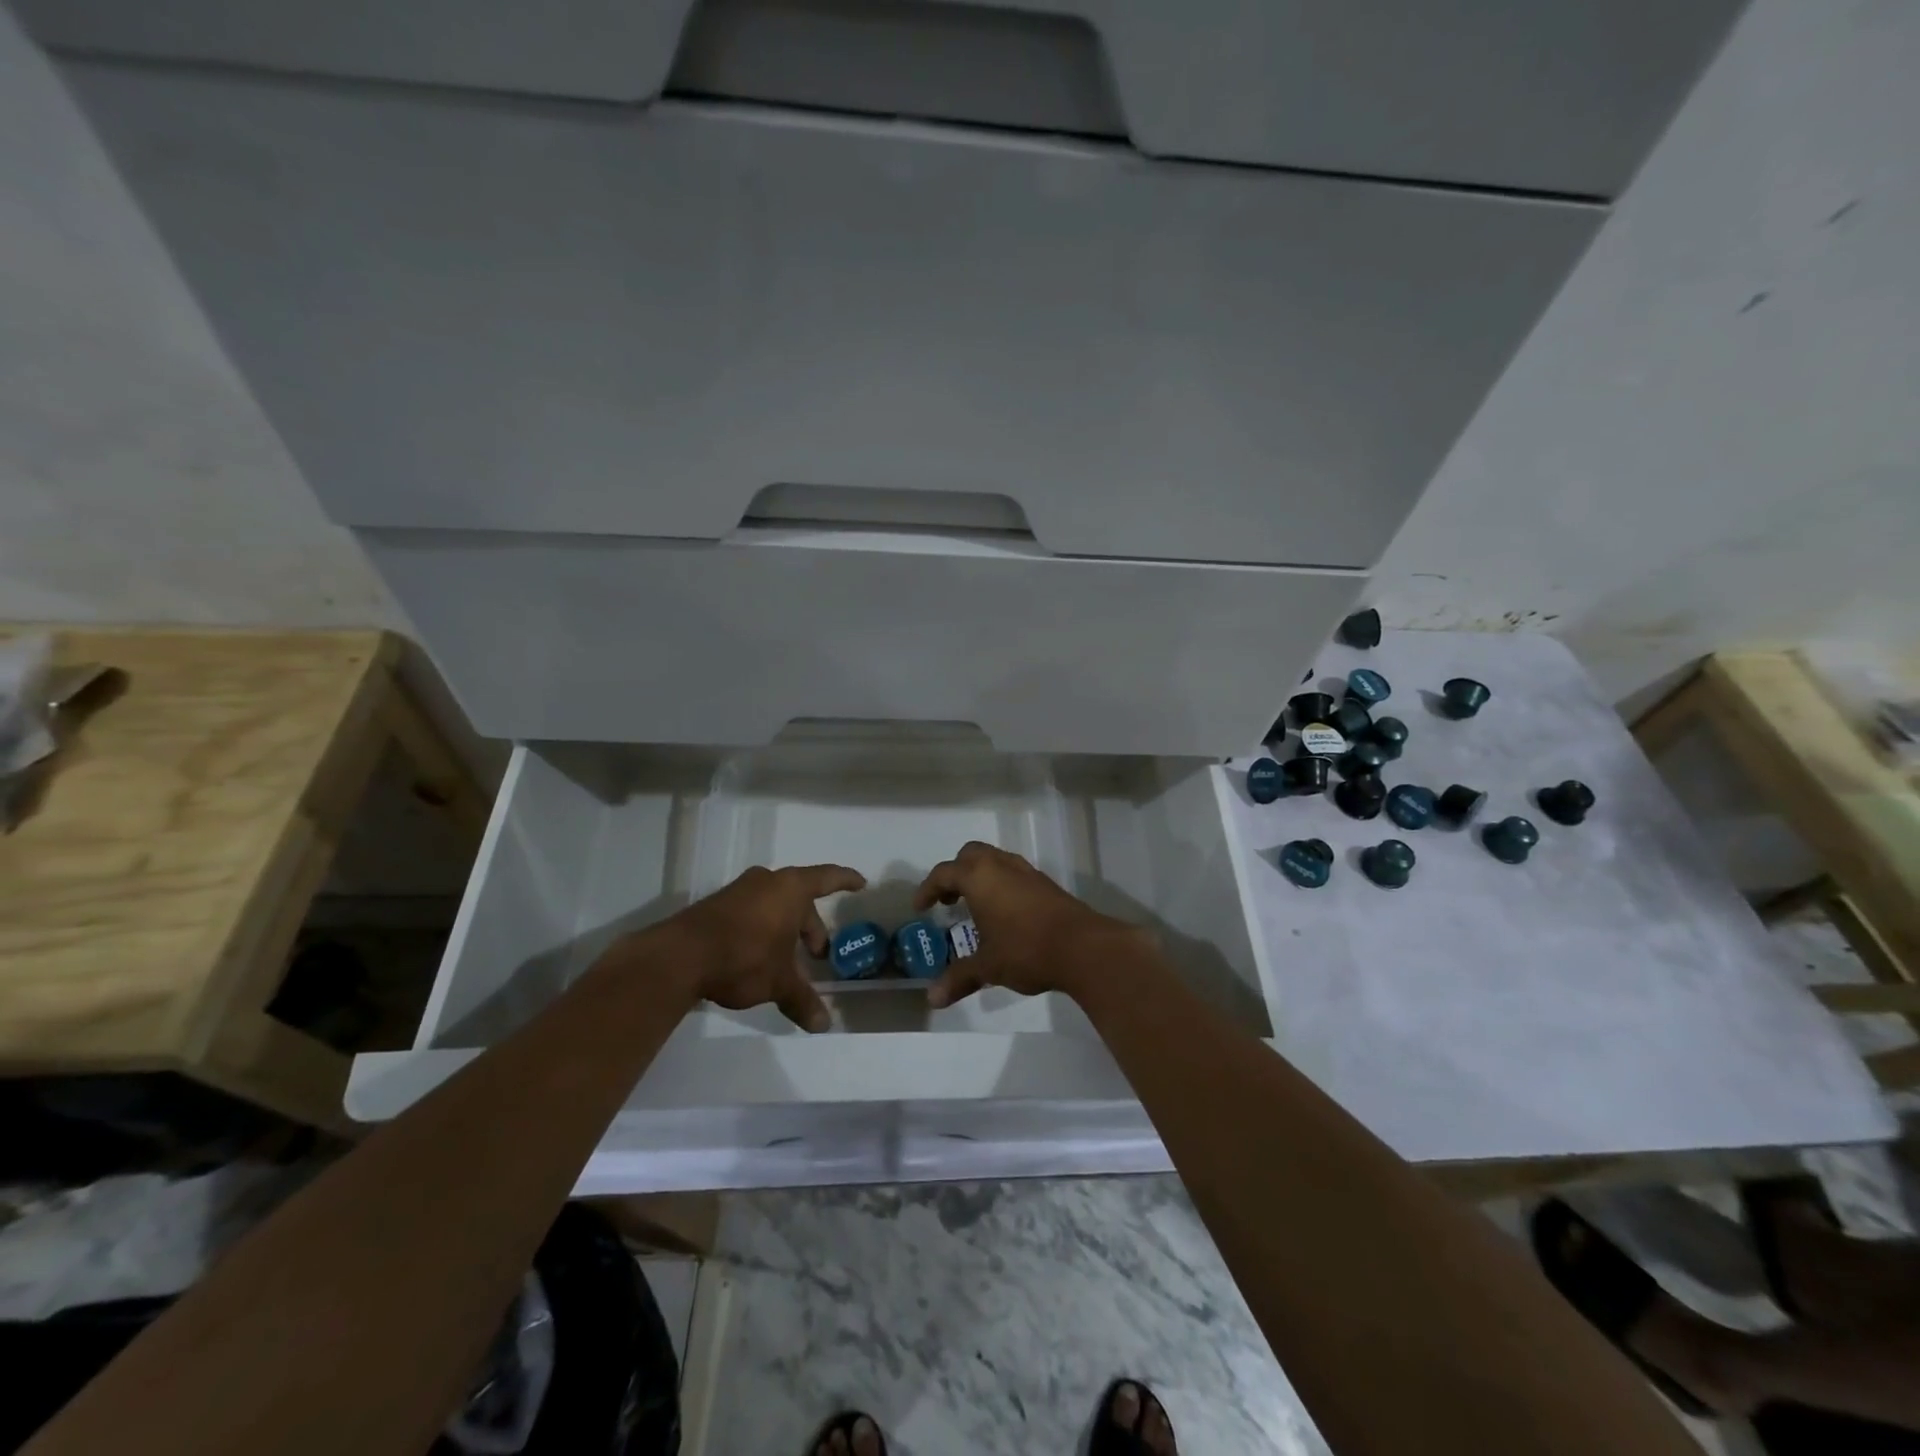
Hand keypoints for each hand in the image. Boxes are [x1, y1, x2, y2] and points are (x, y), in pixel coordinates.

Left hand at [655, 863, 864, 1031]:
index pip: (827, 878)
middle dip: (811, 926)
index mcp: (790, 889)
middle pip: (800, 898)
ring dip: (786, 929)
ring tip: (788, 961)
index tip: (861, 884)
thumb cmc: (744, 958)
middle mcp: (766, 882)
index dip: (846, 880)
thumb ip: (803, 999)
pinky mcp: (716, 906)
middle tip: (817, 954)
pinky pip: (752, 912)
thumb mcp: (779, 982)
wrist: (679, 957)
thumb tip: (823, 1025)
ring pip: (774, 906)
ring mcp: (738, 891)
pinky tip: (759, 958)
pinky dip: (763, 930)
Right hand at [913, 841, 1143, 1008]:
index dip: (927, 889)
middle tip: (948, 900)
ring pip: (995, 861)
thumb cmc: (1026, 949)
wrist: (1083, 947)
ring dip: (980, 877)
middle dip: (955, 873)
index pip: (944, 873)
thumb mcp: (988, 966)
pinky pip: (1014, 874)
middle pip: (970, 855)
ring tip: (975, 906)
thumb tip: (932, 999)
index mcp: (979, 877)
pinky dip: (1001, 885)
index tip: (920, 908)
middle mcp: (1001, 866)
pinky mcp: (1046, 884)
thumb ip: (959, 977)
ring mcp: (1027, 872)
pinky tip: (1005, 914)